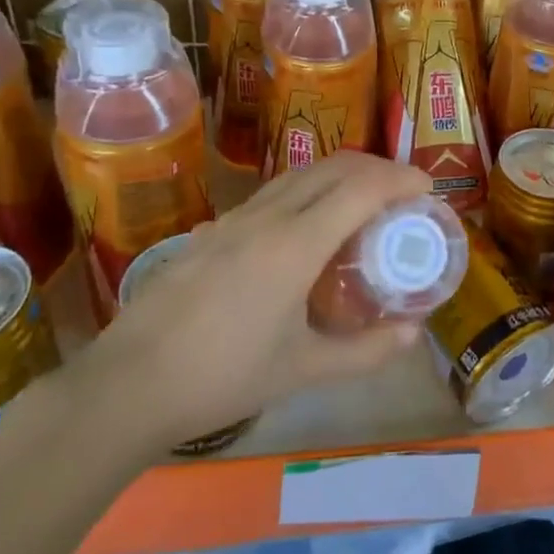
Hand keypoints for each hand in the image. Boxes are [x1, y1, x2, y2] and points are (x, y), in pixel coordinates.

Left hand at [70, 152, 432, 463]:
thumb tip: (414, 333)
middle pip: (333, 167)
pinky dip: (306, 192)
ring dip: (339, 176)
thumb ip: (365, 352)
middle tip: (402, 193)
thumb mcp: (303, 370)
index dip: (400, 179)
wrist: (127, 385)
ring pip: (299, 175)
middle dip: (376, 168)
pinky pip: (272, 194)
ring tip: (361, 205)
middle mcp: (267, 218)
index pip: (361, 188)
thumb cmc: (222, 377)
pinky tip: (303, 230)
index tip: (426, 189)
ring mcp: (234, 220)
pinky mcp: (210, 232)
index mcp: (296, 244)